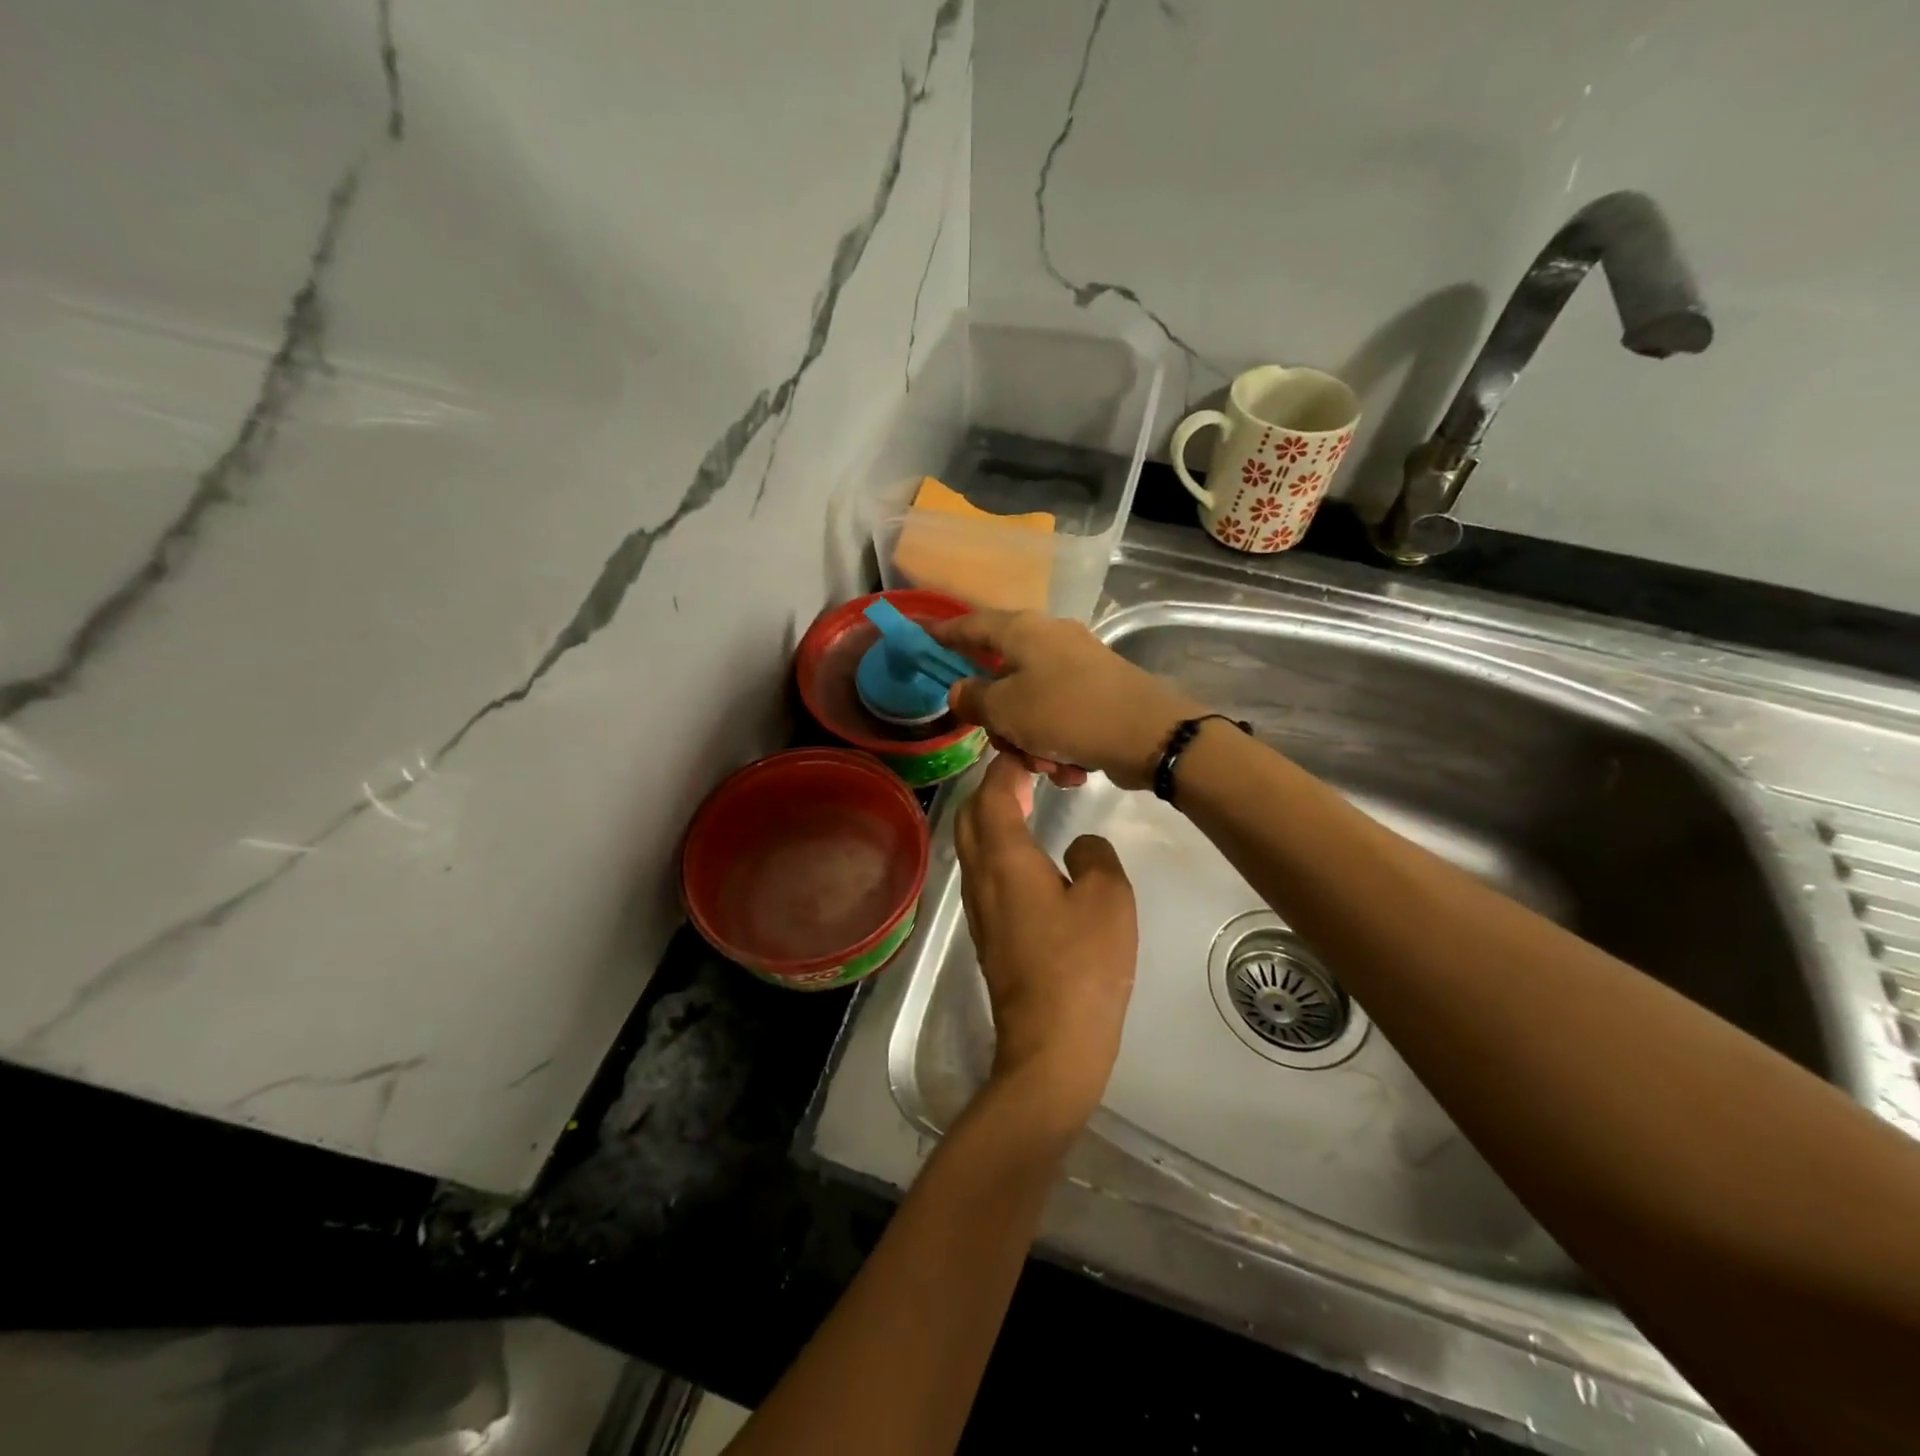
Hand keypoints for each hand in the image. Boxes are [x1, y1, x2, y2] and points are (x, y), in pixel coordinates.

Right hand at [931, 610, 1204, 789]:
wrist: (1151, 734)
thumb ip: (974, 699)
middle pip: (1001, 676)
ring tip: (1047, 767)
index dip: (943, 633)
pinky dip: (1058, 744)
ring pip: (1030, 704)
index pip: (971, 625)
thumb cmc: (1068, 714)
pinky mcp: (1098, 691)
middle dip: (1000, 720)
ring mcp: (1077, 665)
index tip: (921, 637)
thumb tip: (958, 690)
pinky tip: (1072, 768)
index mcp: (1023, 632)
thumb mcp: (1007, 710)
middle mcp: (1049, 639)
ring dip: (1031, 742)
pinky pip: (1059, 717)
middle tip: (1003, 744)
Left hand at [953, 753, 1137, 1132]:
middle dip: (991, 786)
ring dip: (991, 815)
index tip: (1028, 749)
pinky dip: (996, 844)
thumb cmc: (1083, 964)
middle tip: (1028, 773)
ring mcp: (978, 905)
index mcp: (1004, 857)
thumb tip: (1077, 848)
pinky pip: (981, 869)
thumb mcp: (1109, 898)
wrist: (1050, 1042)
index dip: (1006, 765)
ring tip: (1026, 802)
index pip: (992, 792)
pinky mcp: (986, 929)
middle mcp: (980, 874)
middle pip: (970, 813)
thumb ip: (1094, 856)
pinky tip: (1026, 852)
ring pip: (971, 842)